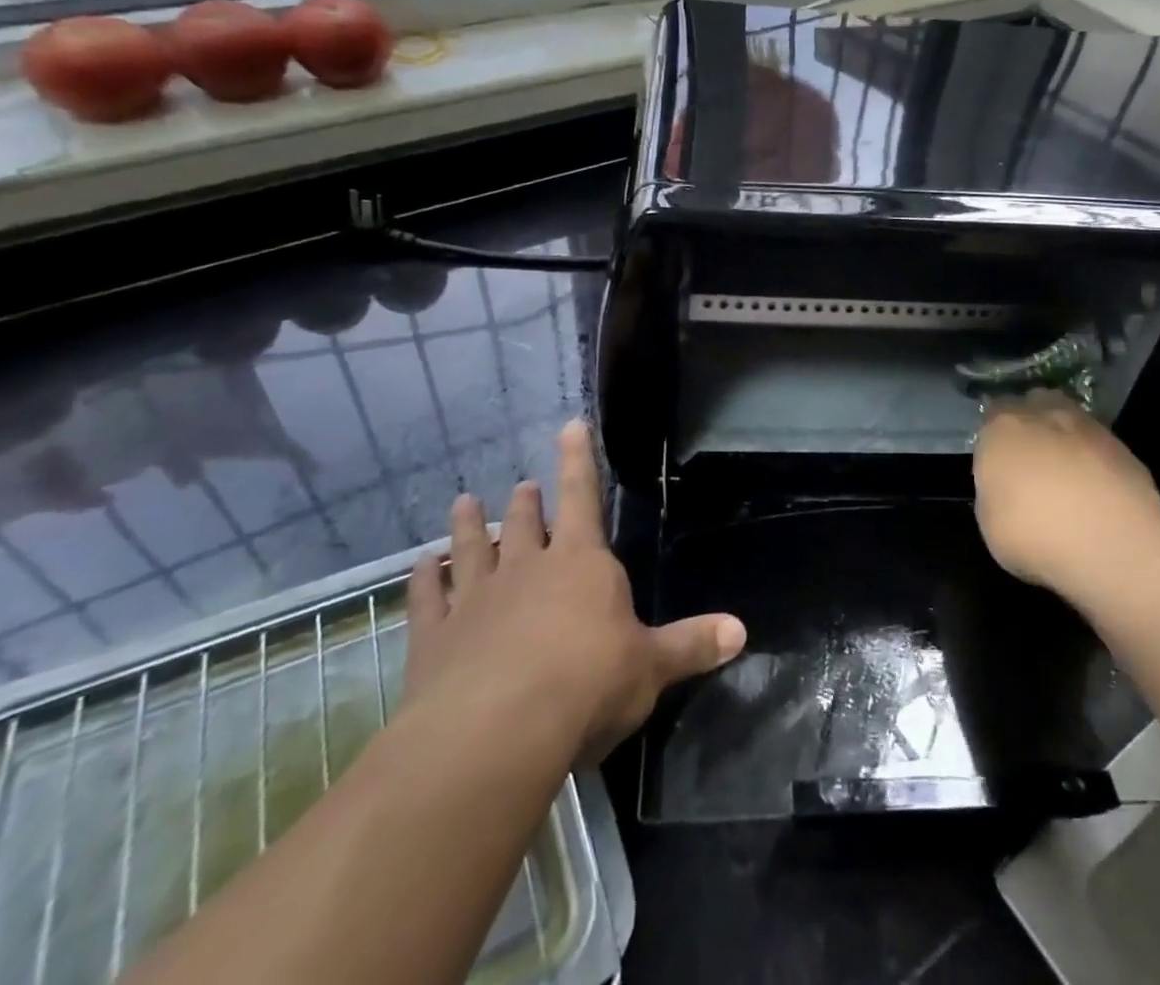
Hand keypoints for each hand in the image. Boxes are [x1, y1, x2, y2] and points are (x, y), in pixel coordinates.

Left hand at [402, 419, 746, 762]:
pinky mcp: (435, 637)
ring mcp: (476, 599)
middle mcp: (526, 569)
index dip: (578, 460)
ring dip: (469, 526)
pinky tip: (418, 567)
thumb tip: (741, 630)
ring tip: (463, 503)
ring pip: (471, 549)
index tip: (569, 425)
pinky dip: (421, 581)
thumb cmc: (587, 686)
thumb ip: (691, 644)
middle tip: (522, 485)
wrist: (496, 733)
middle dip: (526, 502)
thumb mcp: (650, 667)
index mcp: (581, 564)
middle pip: (525, 523)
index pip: (582, 497)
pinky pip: (427, 599)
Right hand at [972, 391, 1159, 604]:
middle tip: (1031, 460)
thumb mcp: (989, 521)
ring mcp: (1088, 428)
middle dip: (1032, 424)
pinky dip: (1095, 462)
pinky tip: (1097, 494)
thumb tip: (1007, 486)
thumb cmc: (1033, 535)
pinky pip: (1099, 447)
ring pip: (1070, 421)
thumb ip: (995, 489)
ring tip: (1067, 478)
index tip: (998, 461)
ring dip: (1066, 440)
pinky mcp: (1124, 448)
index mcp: (1002, 429)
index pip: (992, 415)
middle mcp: (1043, 416)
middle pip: (1034, 405)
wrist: (1111, 546)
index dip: (995, 436)